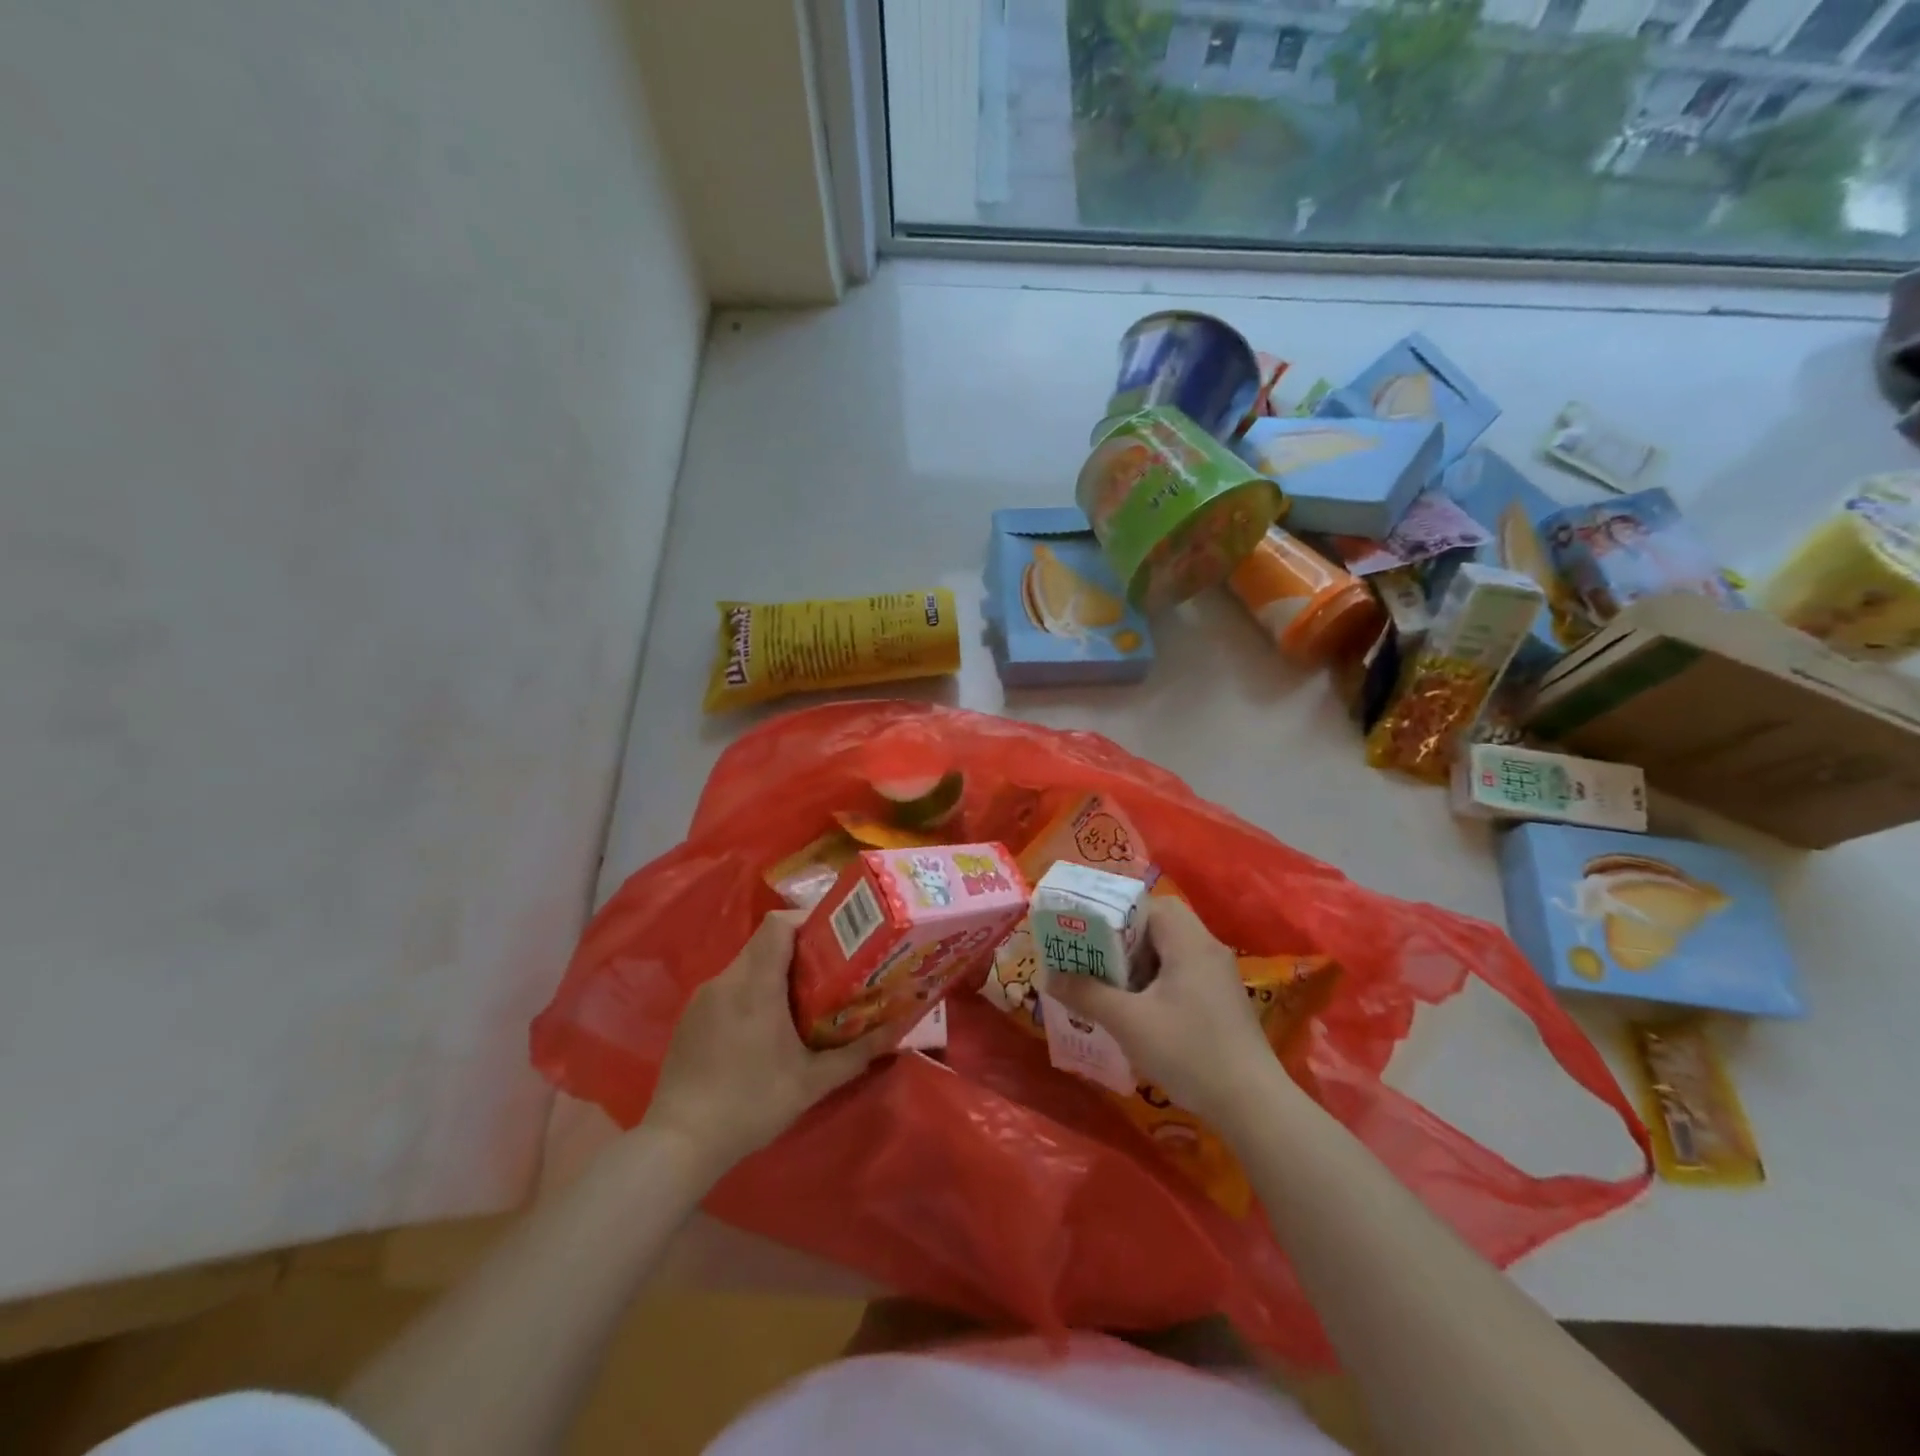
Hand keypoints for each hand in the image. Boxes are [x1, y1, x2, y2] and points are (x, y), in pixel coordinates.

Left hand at [646, 911, 889, 1165]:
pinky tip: (766, 1029)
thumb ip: (856, 1054)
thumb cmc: (751, 1104)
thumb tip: (896, 1032)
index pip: (779, 924)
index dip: (808, 920)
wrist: (679, 1144)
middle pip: (766, 942)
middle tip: (831, 971)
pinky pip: (730, 988)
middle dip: (800, 950)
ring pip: (747, 965)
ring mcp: (703, 998)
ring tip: (804, 1000)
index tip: (836, 937)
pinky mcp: (691, 1018)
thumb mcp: (812, 1082)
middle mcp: (726, 980)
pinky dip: (753, 993)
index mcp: (755, 984)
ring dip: (776, 973)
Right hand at [1042, 897, 1282, 1123]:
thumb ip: (1086, 994)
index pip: (1148, 905)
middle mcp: (1207, 949)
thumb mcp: (1128, 1022)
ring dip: (1138, 967)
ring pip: (1169, 954)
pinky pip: (1181, 976)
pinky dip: (1156, 985)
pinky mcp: (1222, 1002)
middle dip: (1122, 944)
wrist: (1253, 1105)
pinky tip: (1138, 1014)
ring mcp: (1218, 977)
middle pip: (1158, 928)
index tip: (1087, 937)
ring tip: (1108, 989)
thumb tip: (1047, 976)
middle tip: (1093, 964)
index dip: (1115, 916)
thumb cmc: (1188, 1050)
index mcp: (1189, 941)